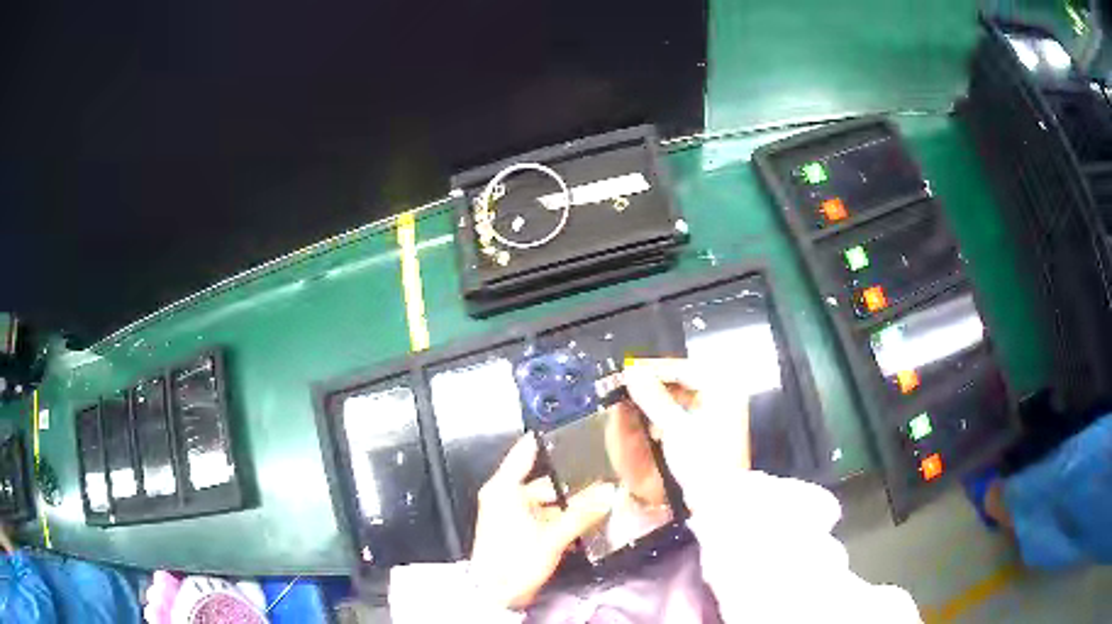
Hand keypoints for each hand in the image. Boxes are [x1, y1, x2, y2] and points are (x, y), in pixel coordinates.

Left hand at [470, 435, 616, 609]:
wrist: (496, 595)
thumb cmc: (515, 559)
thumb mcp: (552, 537)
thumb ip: (582, 514)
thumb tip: (610, 492)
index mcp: (505, 488)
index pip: (526, 452)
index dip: (549, 439)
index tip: (575, 427)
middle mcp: (506, 496)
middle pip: (546, 482)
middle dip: (574, 485)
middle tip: (605, 479)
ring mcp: (512, 514)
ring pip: (549, 503)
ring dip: (572, 506)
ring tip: (602, 502)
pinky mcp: (520, 531)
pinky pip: (546, 517)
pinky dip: (563, 520)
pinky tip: (587, 524)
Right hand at [623, 358, 750, 506]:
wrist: (718, 495)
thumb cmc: (702, 459)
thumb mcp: (674, 426)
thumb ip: (652, 397)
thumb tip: (632, 374)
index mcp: (722, 388)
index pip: (682, 368)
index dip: (653, 370)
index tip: (629, 373)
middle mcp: (724, 395)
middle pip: (682, 381)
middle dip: (654, 387)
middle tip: (629, 389)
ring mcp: (719, 412)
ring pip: (682, 397)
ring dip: (659, 402)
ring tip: (637, 407)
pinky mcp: (711, 429)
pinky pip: (685, 413)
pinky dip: (668, 416)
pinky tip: (653, 424)